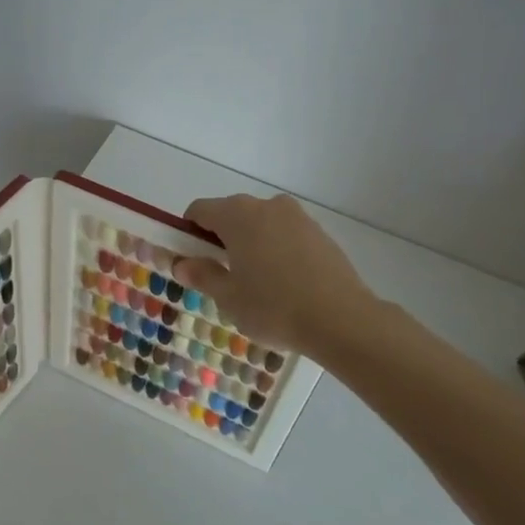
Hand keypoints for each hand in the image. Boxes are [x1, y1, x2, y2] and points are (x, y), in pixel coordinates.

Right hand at [173, 195, 376, 357]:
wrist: (341, 319)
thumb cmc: (274, 307)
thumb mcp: (229, 297)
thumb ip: (202, 275)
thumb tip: (182, 264)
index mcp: (237, 215)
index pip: (199, 210)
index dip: (189, 232)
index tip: (192, 260)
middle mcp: (266, 205)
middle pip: (231, 214)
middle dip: (221, 238)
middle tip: (222, 276)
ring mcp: (296, 216)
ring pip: (261, 223)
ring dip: (250, 243)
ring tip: (257, 282)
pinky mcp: (319, 232)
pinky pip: (285, 234)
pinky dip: (276, 249)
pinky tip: (284, 282)